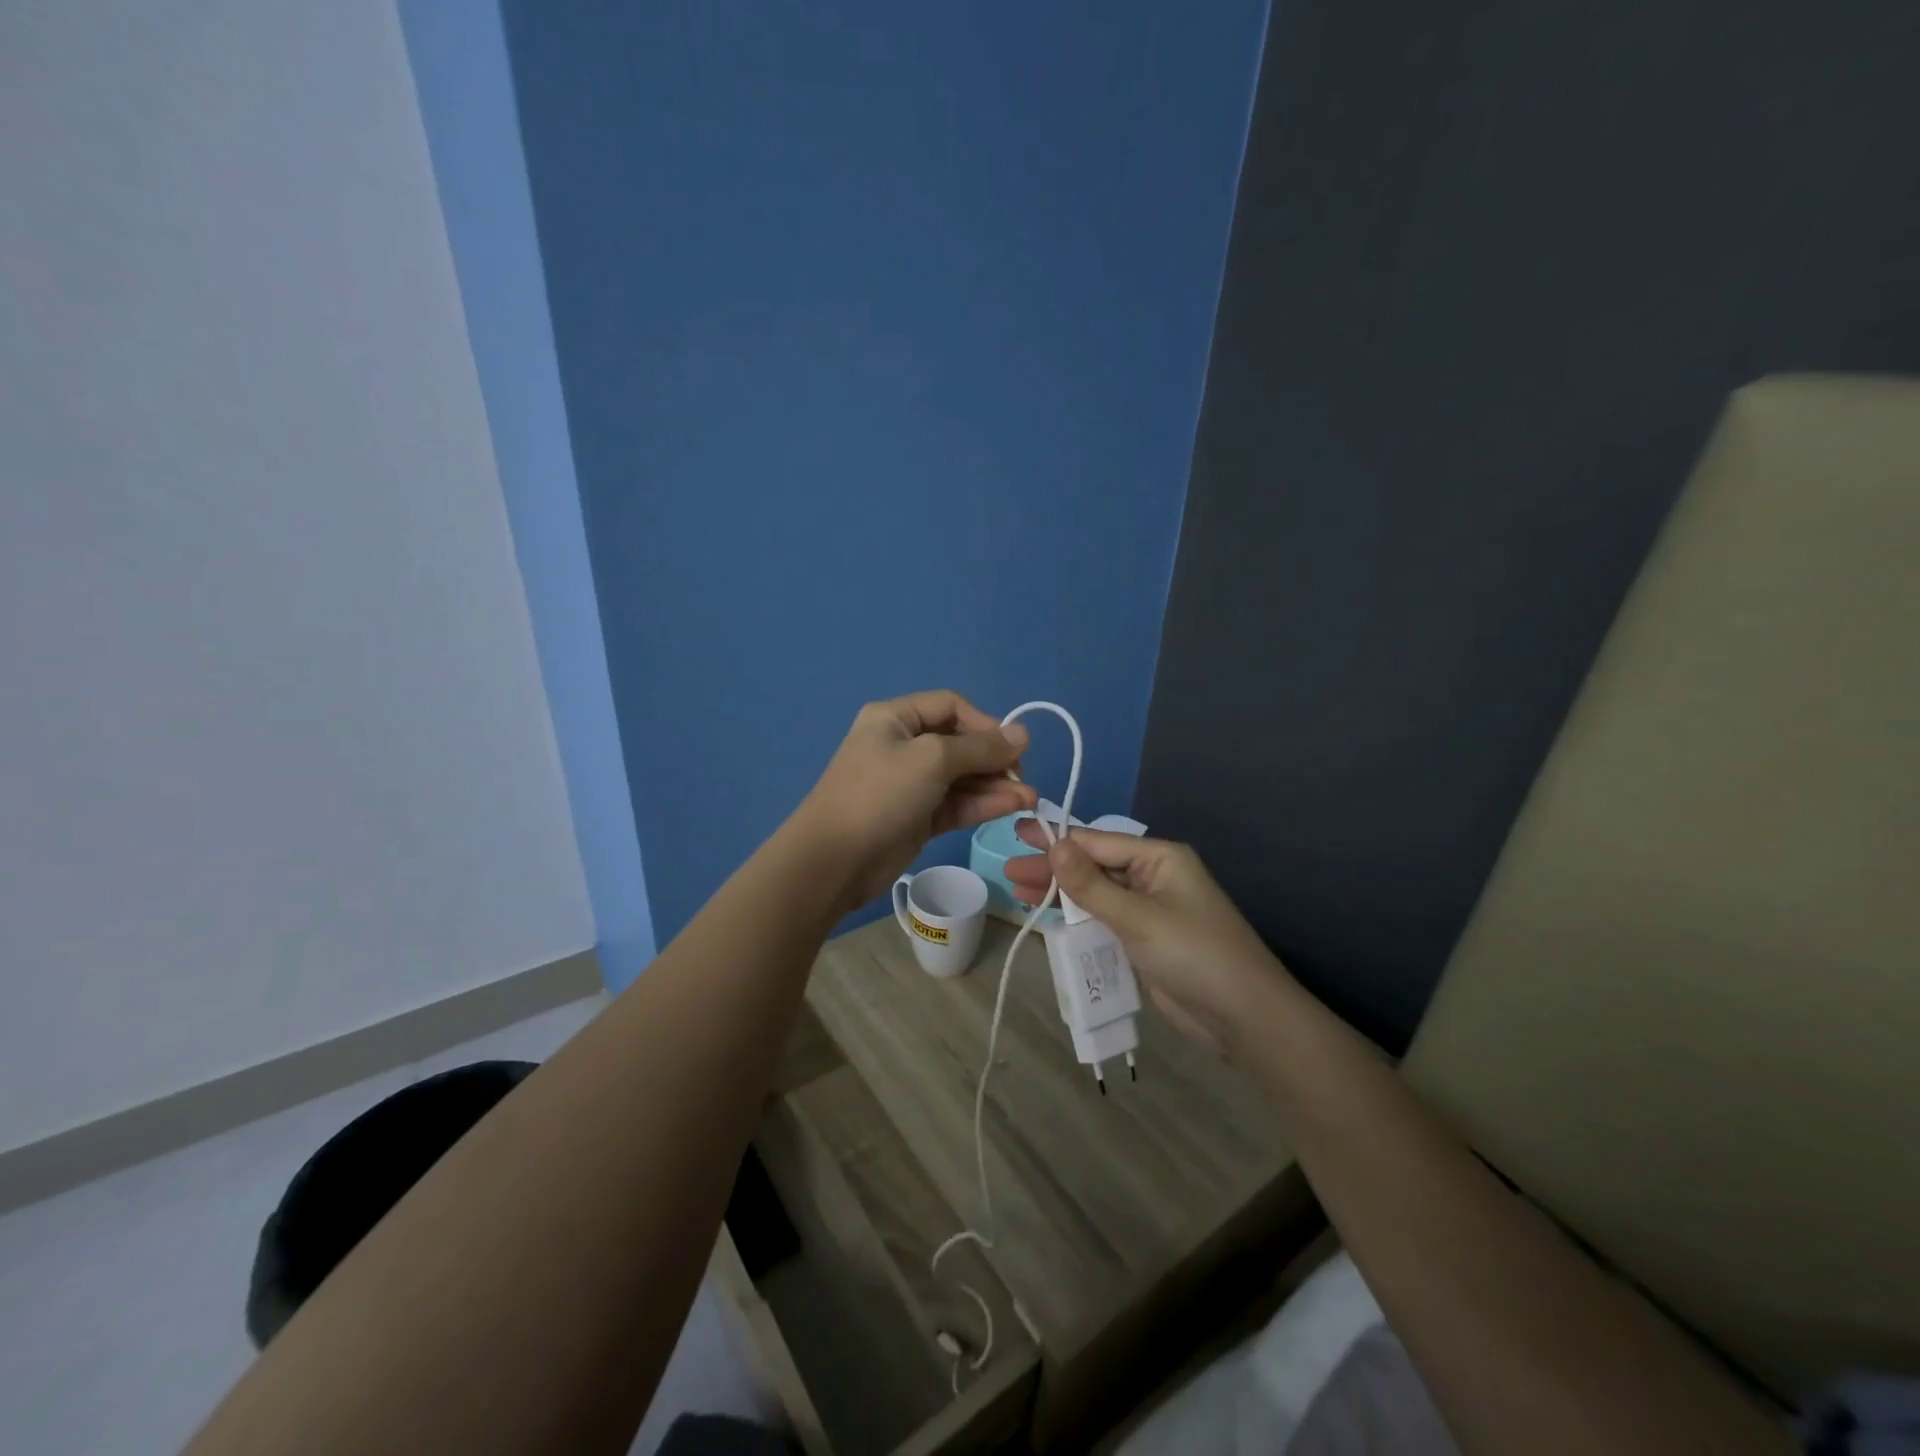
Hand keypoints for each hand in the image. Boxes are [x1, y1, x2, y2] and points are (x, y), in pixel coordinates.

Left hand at [795, 692, 1036, 910]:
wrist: (834, 861)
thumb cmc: (879, 795)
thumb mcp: (932, 760)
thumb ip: (980, 747)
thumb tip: (1023, 734)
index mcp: (896, 718)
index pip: (951, 706)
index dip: (985, 723)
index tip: (1013, 747)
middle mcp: (904, 745)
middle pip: (960, 742)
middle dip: (995, 759)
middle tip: (1023, 778)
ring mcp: (911, 784)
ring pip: (962, 777)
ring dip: (996, 785)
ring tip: (1029, 799)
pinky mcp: (919, 817)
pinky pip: (957, 803)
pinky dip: (983, 804)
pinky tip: (1013, 807)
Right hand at [1005, 821, 1289, 1050]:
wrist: (1244, 1017)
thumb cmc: (1193, 954)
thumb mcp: (1138, 917)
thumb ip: (1091, 884)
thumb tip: (1054, 845)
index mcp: (1159, 858)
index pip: (1097, 841)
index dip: (1056, 838)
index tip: (1017, 834)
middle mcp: (1153, 876)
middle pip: (1093, 866)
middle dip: (1053, 869)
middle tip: (1009, 871)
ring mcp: (1149, 909)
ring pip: (1095, 893)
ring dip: (1060, 893)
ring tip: (1018, 892)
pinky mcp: (1145, 939)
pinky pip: (1103, 919)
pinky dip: (1076, 917)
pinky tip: (1048, 917)